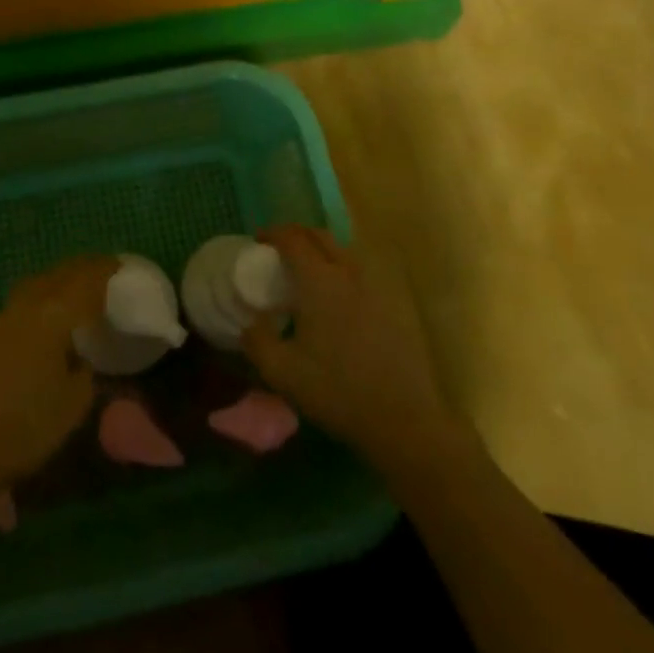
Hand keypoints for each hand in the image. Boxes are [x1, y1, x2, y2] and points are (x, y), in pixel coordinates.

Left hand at [0, 255, 117, 503]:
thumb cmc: (26, 427)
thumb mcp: (74, 405)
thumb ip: (85, 372)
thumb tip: (82, 359)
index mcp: (54, 316)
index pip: (85, 281)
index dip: (103, 270)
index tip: (118, 266)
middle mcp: (26, 306)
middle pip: (58, 275)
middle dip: (80, 270)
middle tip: (99, 273)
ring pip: (34, 286)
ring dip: (54, 283)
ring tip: (69, 293)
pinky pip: (16, 308)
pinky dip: (33, 305)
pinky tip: (36, 325)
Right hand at [242, 225, 456, 462]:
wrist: (402, 419)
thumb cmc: (337, 391)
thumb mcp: (282, 372)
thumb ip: (257, 341)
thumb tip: (250, 323)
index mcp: (319, 280)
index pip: (292, 239)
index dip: (272, 233)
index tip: (258, 240)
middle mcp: (347, 273)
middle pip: (320, 236)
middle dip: (296, 235)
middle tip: (279, 251)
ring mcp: (374, 288)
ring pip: (343, 251)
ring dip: (320, 250)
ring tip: (306, 272)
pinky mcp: (392, 306)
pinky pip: (360, 273)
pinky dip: (341, 270)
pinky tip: (335, 298)